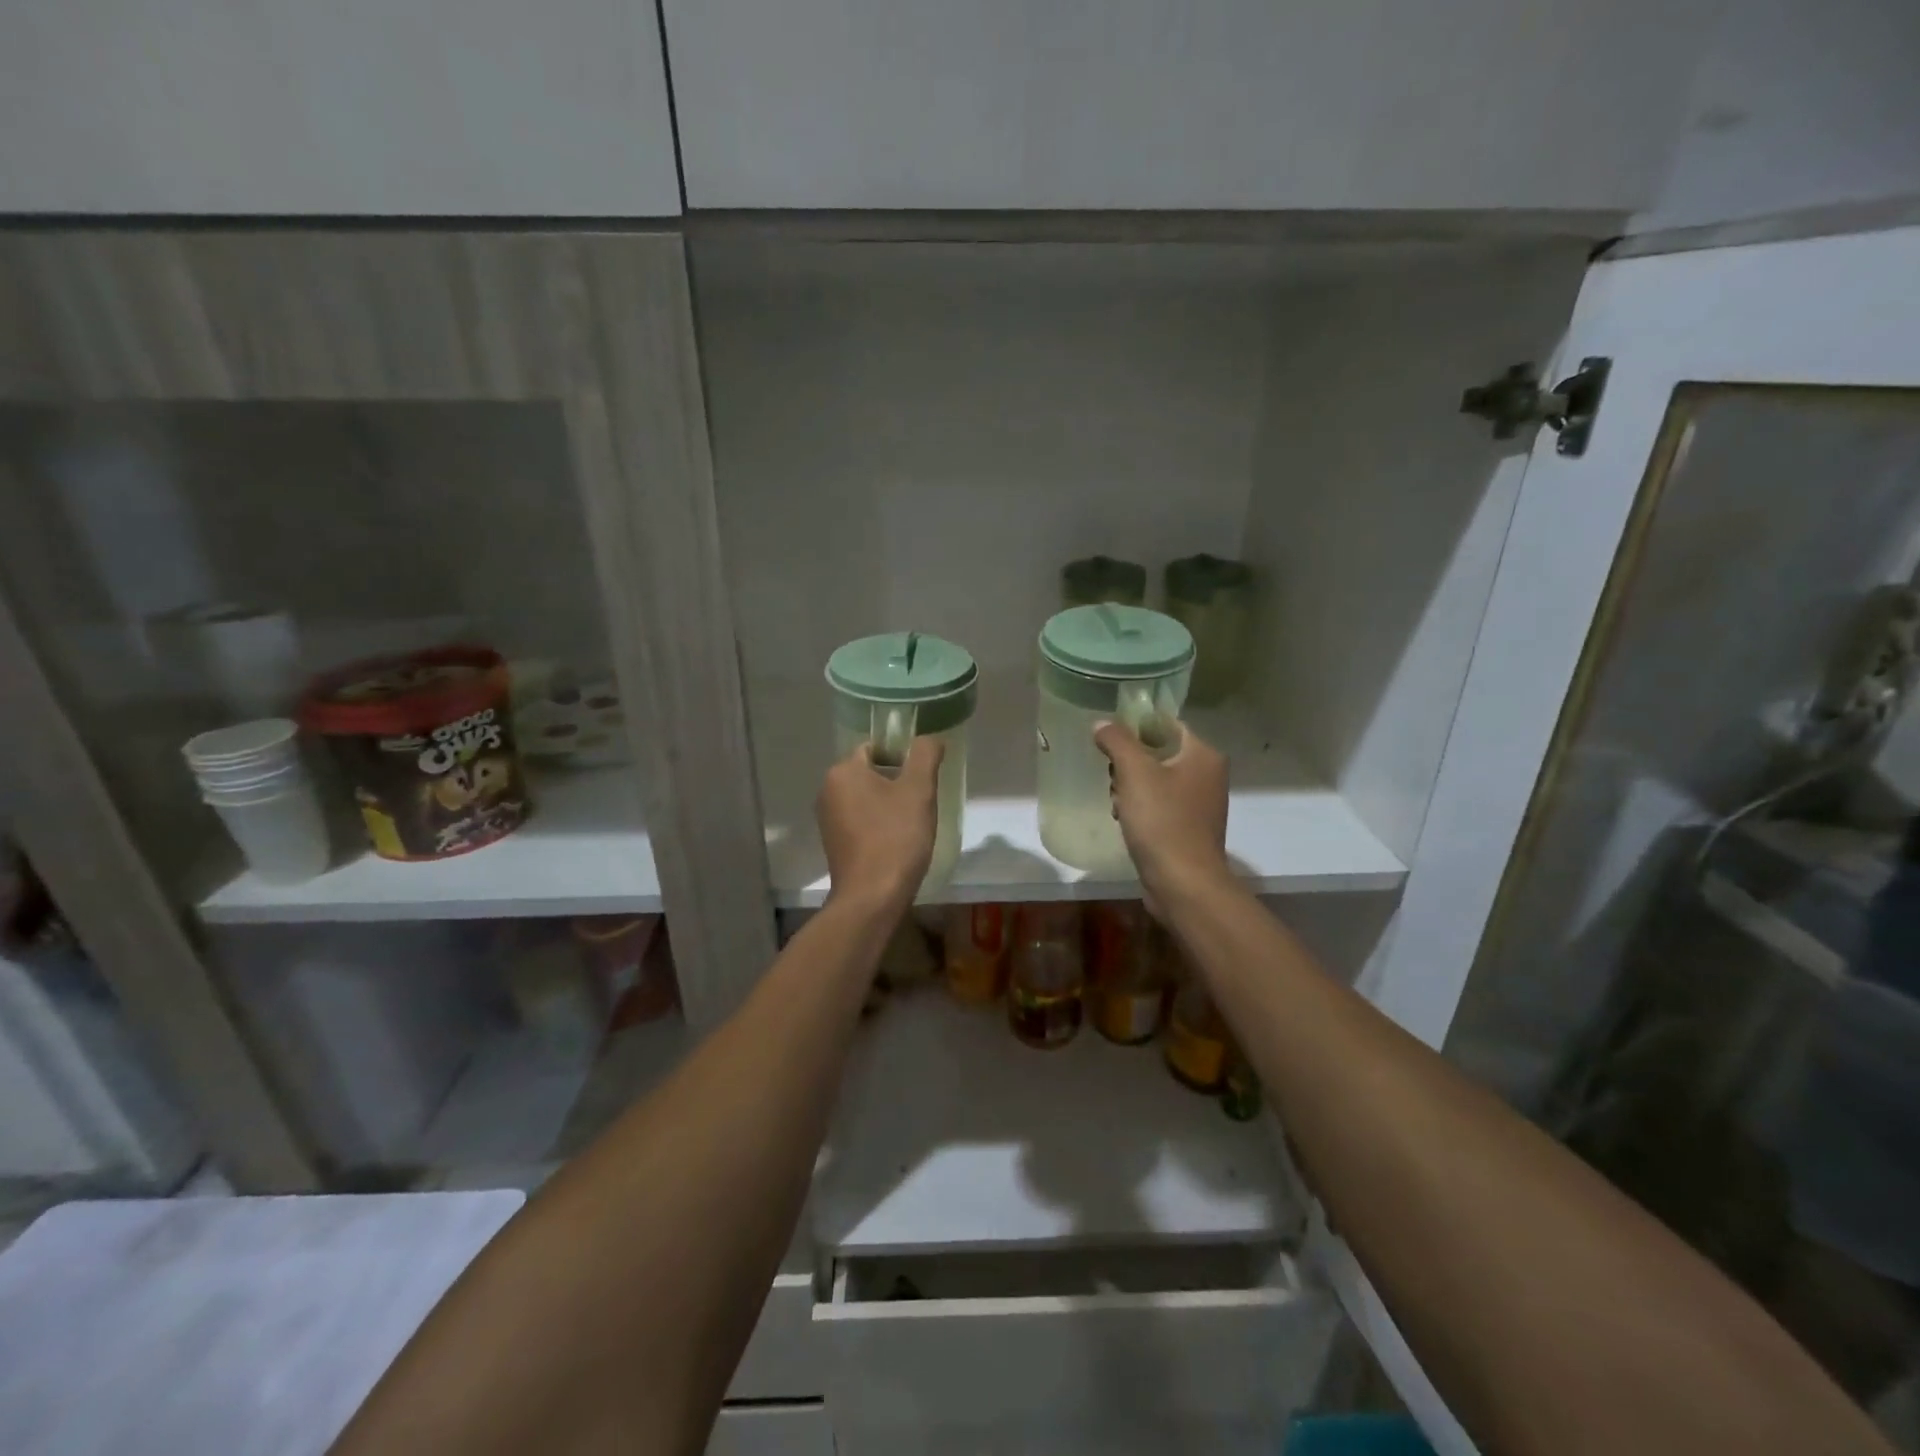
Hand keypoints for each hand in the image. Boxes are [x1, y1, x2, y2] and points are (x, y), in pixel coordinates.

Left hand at [817, 737, 944, 912]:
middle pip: (869, 773)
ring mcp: (827, 820)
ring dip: (888, 805)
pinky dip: (878, 825)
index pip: (874, 747)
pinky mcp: (834, 844)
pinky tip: (897, 841)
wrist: (872, 897)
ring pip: (866, 798)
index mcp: (843, 771)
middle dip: (896, 782)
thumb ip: (925, 755)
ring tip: (912, 823)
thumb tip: (930, 739)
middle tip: (922, 800)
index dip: (902, 757)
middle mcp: (827, 790)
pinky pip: (860, 821)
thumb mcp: (919, 790)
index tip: (922, 777)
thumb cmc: (896, 837)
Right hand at [1093, 721, 1229, 913]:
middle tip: (1114, 781)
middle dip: (1129, 766)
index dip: (1136, 727)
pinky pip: (1160, 806)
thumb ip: (1117, 741)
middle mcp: (1208, 775)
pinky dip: (1141, 811)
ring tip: (1119, 806)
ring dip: (1130, 790)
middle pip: (1158, 753)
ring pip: (1155, 782)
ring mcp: (1200, 804)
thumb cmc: (1162, 821)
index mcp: (1204, 755)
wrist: (1183, 883)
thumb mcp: (1134, 772)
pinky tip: (1127, 824)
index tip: (1110, 741)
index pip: (1167, 725)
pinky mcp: (1189, 829)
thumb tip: (1102, 723)